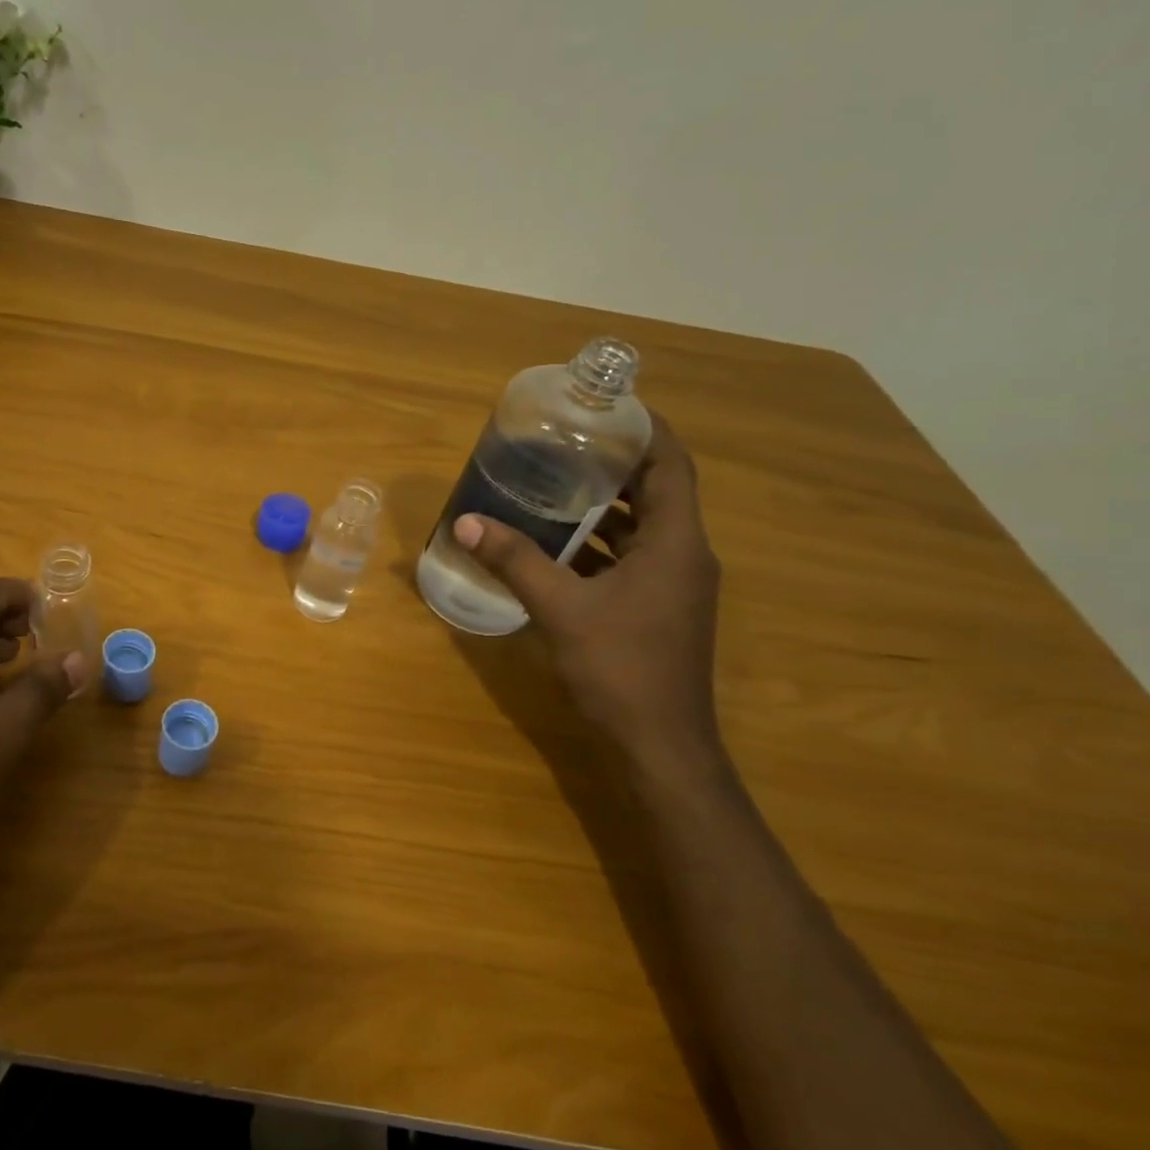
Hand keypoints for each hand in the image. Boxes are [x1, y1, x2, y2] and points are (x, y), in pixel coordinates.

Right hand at [453, 416, 722, 765]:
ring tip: (554, 482)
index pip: (672, 466)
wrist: (659, 745)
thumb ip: (515, 561)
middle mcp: (683, 556)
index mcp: (674, 544)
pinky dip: (598, 543)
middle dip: (615, 463)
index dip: (646, 429)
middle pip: (657, 491)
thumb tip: (467, 522)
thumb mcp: (561, 608)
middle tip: (564, 441)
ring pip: (642, 527)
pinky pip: (630, 558)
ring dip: (604, 505)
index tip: (607, 405)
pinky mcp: (656, 608)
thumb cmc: (620, 668)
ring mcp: (672, 585)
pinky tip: (555, 543)